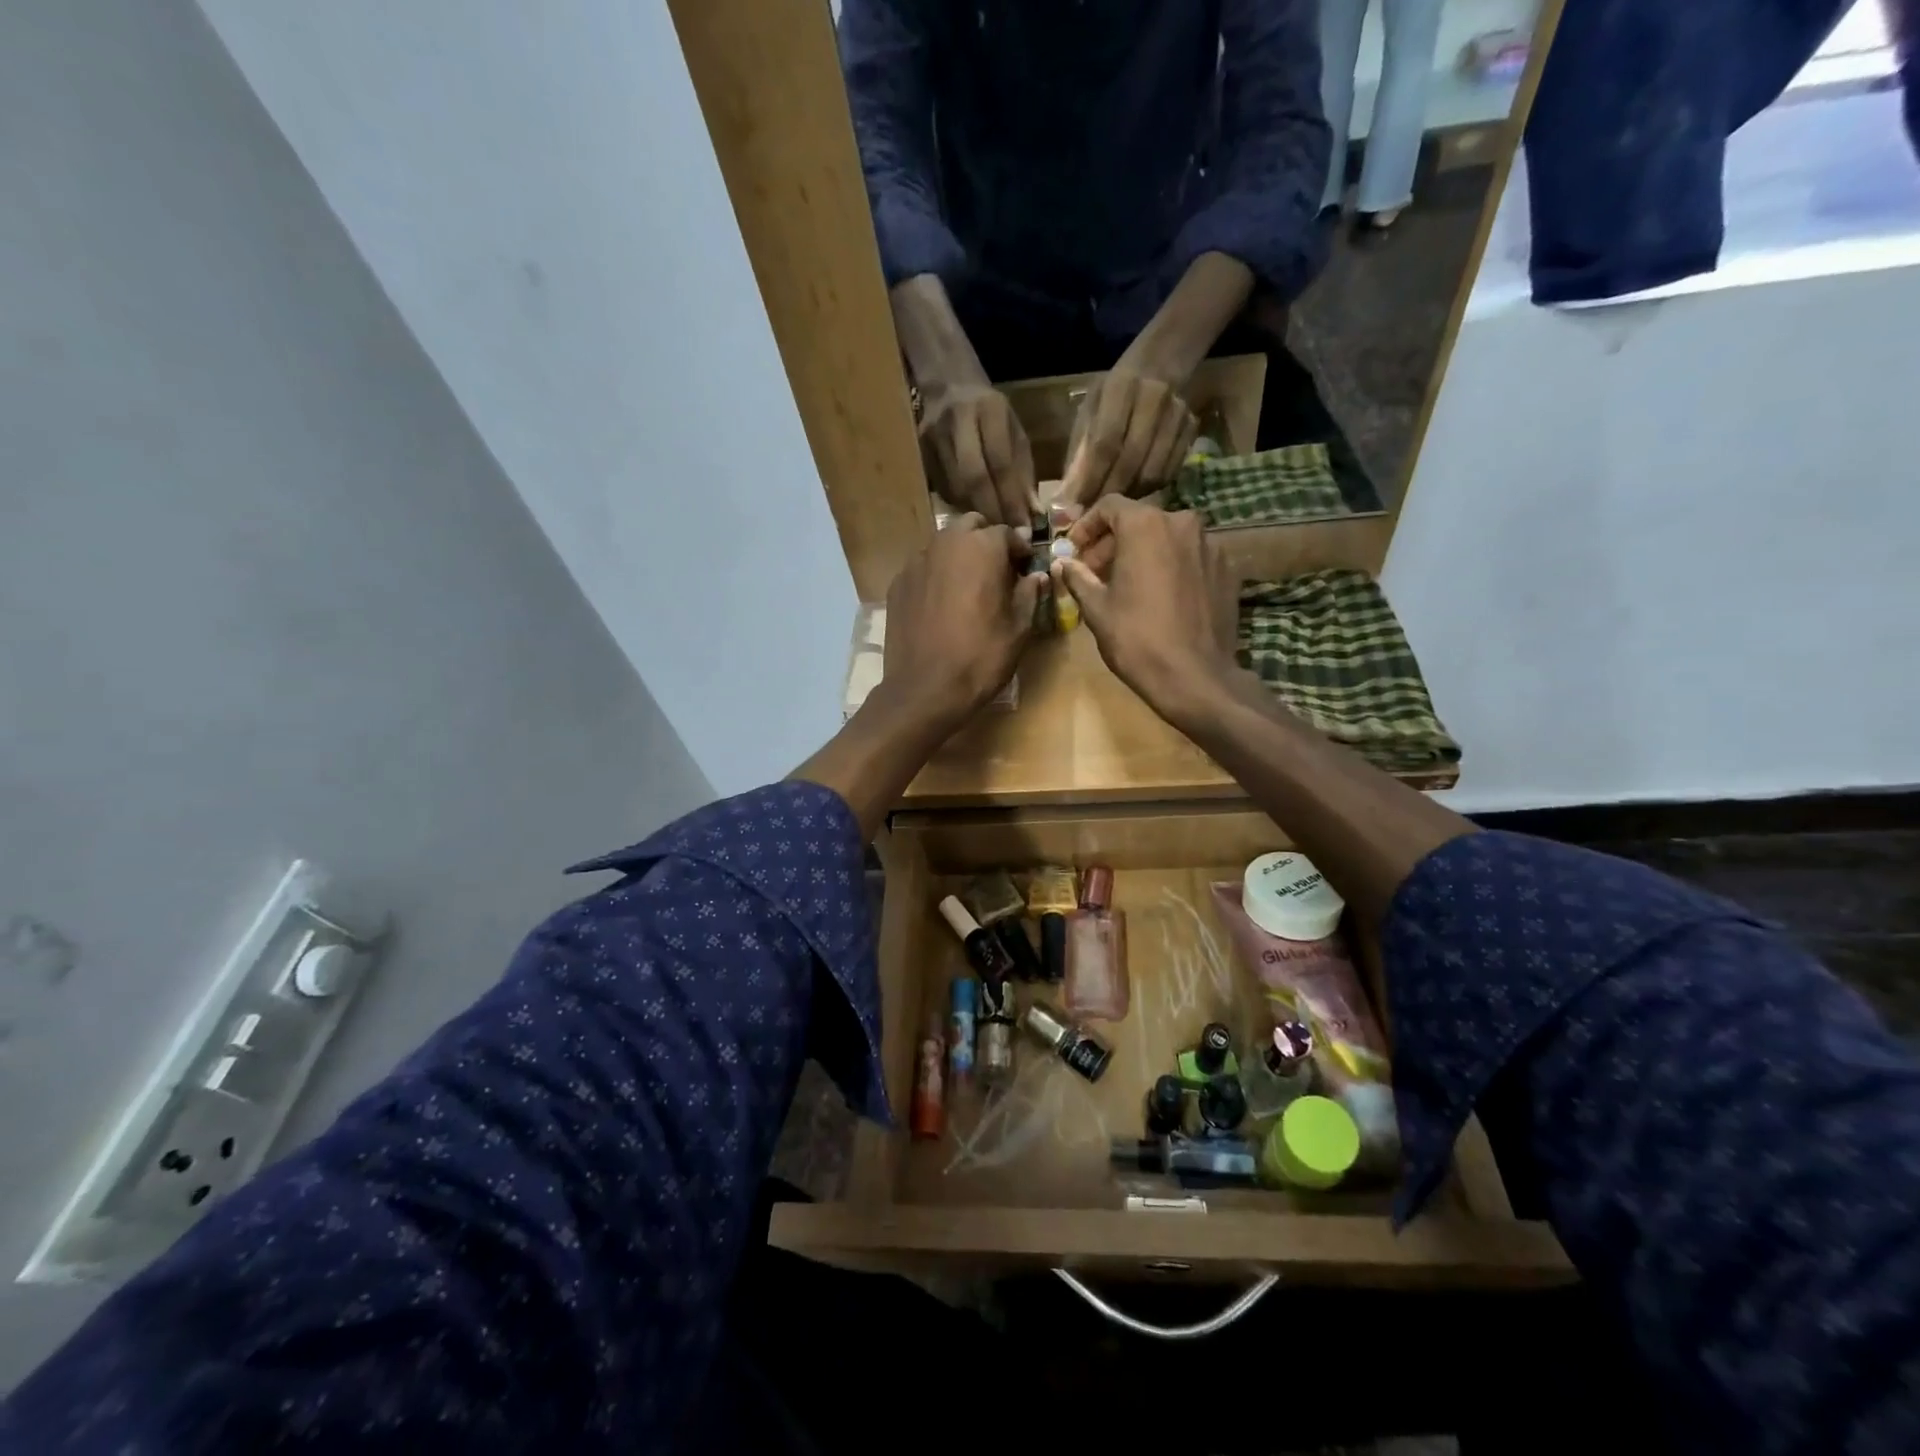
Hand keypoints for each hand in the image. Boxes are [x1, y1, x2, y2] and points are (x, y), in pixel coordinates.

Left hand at [882, 513, 1046, 729]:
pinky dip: (937, 575)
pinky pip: (924, 567)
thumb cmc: (980, 658)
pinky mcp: (898, 583)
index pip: (1008, 533)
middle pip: (971, 527)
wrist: (924, 690)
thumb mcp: (1019, 629)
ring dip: (960, 556)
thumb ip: (1030, 594)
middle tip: (997, 572)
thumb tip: (1037, 575)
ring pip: (944, 544)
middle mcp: (946, 543)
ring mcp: (917, 562)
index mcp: (982, 547)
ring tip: (969, 587)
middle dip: (987, 542)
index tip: (1026, 568)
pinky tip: (942, 604)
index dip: (1020, 550)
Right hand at [918, 379, 1038, 527]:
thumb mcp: (1015, 433)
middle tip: (1005, 535)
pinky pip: (942, 489)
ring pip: (955, 487)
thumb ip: (1023, 473)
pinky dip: (959, 506)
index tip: (1023, 528)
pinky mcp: (919, 451)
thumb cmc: (991, 415)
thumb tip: (1032, 516)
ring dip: (975, 512)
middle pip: (973, 477)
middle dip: (992, 510)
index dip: (1011, 499)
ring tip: (991, 529)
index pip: (1001, 462)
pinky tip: (970, 513)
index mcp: (989, 409)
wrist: (948, 387)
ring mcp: (932, 435)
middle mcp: (957, 419)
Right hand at [1051, 496, 1240, 728]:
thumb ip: (1078, 577)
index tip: (1074, 550)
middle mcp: (1182, 523)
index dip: (1086, 526)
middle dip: (1114, 543)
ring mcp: (1210, 545)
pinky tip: (1161, 598)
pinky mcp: (1227, 569)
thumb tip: (1062, 562)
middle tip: (1095, 572)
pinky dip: (1171, 568)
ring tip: (1128, 586)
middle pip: (1140, 521)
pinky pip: (1191, 558)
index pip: (1109, 506)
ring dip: (1144, 554)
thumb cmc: (1136, 638)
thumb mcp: (1097, 608)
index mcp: (1146, 525)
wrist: (1194, 676)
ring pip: (1168, 539)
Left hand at [1060, 366, 1196, 507]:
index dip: (1090, 480)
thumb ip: (1078, 454)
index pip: (1104, 443)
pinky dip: (1149, 491)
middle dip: (1108, 494)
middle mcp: (1153, 398)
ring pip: (1152, 472)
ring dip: (1128, 498)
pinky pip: (1169, 473)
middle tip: (1091, 518)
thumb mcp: (1088, 413)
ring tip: (1111, 510)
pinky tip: (1134, 496)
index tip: (1074, 508)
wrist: (1158, 366)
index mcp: (1120, 388)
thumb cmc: (1112, 395)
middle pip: (1130, 461)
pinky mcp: (1192, 429)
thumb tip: (1067, 500)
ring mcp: (1177, 414)